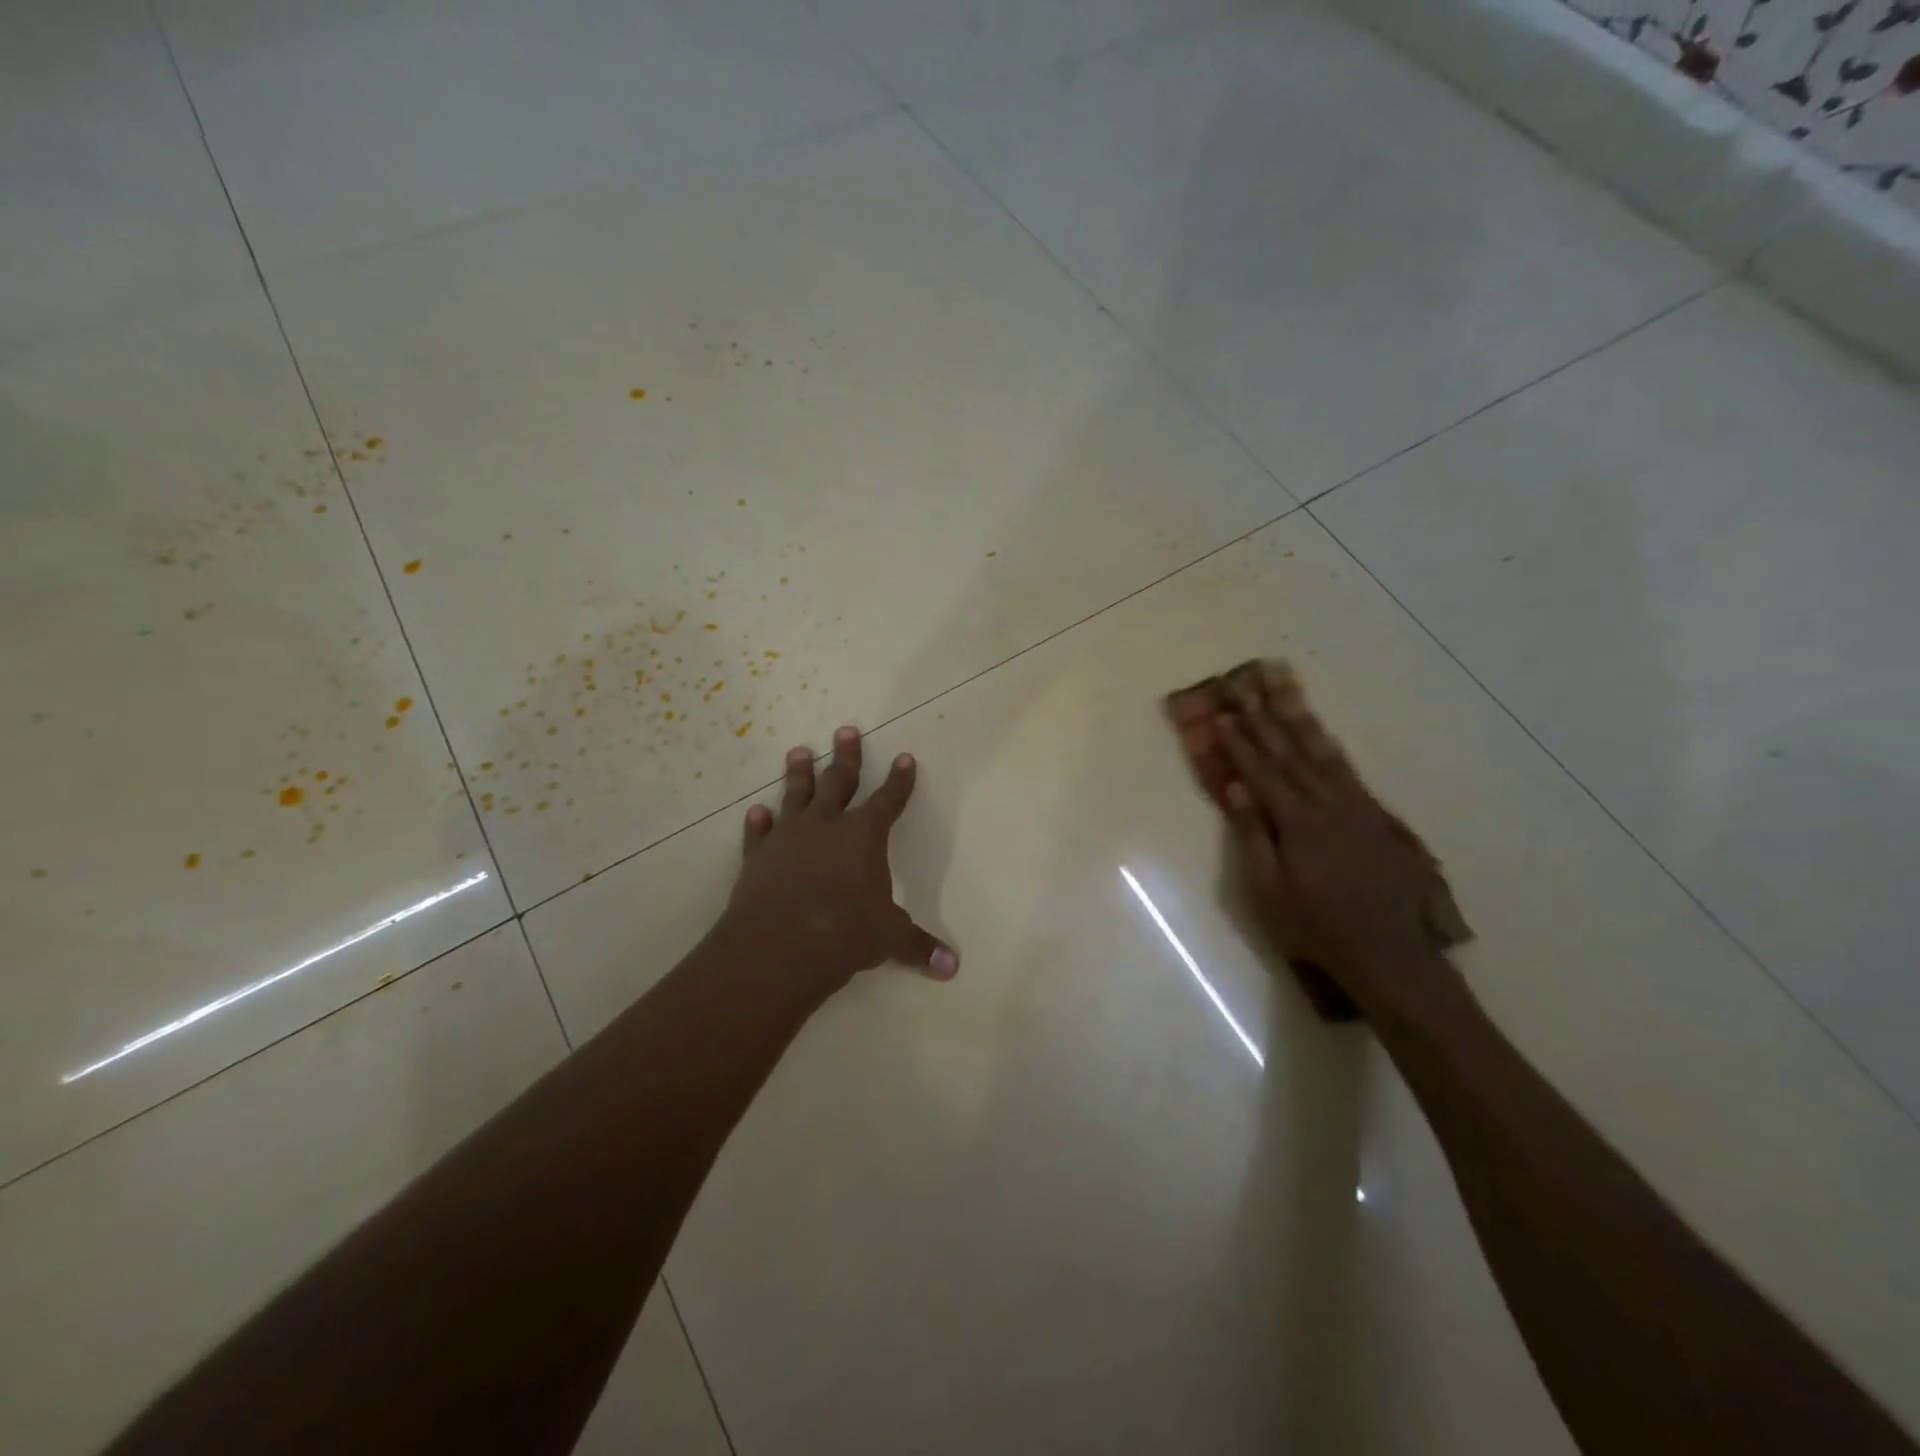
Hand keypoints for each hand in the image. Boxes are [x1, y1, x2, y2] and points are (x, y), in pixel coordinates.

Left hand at [722, 726, 957, 995]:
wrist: (778, 946)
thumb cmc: (844, 934)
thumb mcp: (889, 939)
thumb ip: (918, 946)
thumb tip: (953, 968)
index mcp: (864, 836)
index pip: (889, 800)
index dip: (899, 780)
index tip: (904, 758)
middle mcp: (827, 825)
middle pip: (839, 781)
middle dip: (846, 756)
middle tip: (846, 730)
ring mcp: (788, 837)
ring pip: (795, 795)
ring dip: (798, 773)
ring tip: (798, 751)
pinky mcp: (758, 857)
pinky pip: (759, 833)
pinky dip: (759, 822)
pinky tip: (757, 811)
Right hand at [1214, 673, 1435, 1013]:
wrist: (1392, 954)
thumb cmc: (1317, 928)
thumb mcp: (1269, 891)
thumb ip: (1251, 836)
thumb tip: (1235, 788)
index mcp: (1298, 822)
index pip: (1262, 772)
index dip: (1240, 743)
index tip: (1222, 715)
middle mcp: (1329, 804)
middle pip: (1291, 753)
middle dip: (1264, 719)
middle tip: (1246, 688)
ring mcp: (1358, 808)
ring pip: (1322, 754)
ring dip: (1298, 721)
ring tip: (1282, 693)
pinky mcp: (1377, 819)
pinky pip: (1347, 771)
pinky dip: (1329, 747)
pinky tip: (1321, 737)